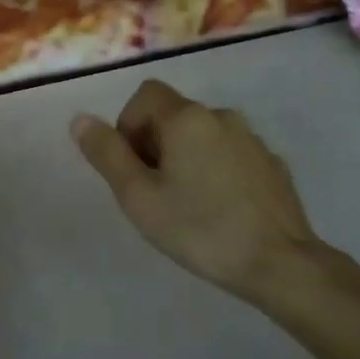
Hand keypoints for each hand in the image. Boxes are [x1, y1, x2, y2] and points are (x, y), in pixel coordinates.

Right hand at [72, 80, 337, 308]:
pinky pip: (231, 154)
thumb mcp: (139, 197)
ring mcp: (252, 139)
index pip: (145, 95)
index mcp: (187, 118)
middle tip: (156, 193)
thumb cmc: (199, 229)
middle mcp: (221, 116)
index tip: (133, 169)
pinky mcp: (273, 163)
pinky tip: (221, 210)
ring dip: (187, 157)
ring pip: (204, 135)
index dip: (129, 126)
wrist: (280, 263)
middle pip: (174, 114)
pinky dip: (217, 170)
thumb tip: (80, 119)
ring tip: (188, 204)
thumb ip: (107, 154)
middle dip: (155, 144)